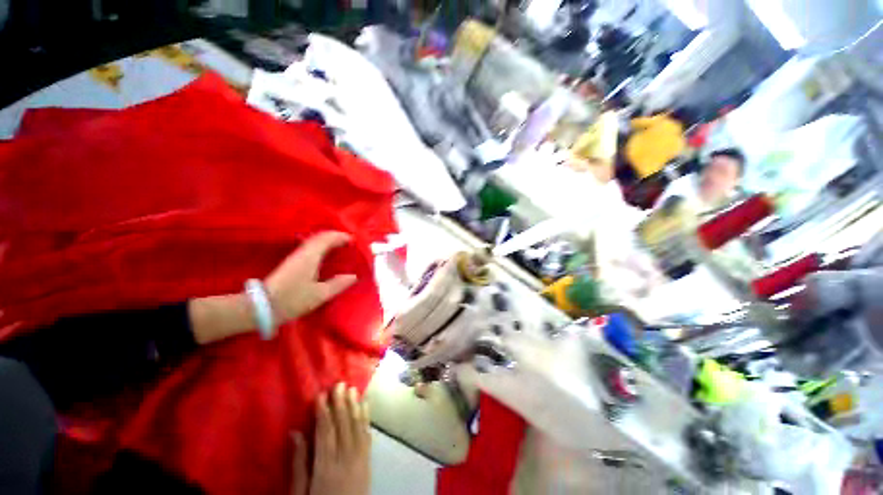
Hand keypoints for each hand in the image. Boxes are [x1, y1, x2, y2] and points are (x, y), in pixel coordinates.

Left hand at [265, 232, 357, 324]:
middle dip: (335, 237)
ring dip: (328, 241)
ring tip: (340, 246)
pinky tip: (325, 254)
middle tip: (349, 242)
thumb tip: (353, 276)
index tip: (353, 240)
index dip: (341, 236)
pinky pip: (310, 247)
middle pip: (320, 237)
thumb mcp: (320, 294)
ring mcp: (295, 257)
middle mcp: (303, 252)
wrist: (262, 307)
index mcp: (311, 256)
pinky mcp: (291, 263)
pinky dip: (321, 246)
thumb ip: (338, 284)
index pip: (327, 238)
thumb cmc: (293, 299)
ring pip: (314, 241)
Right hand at [291, 383, 371, 494]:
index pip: (325, 432)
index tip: (321, 394)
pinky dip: (366, 418)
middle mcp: (345, 459)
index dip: (323, 411)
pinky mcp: (368, 462)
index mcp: (325, 467)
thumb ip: (298, 464)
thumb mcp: (299, 494)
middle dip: (341, 403)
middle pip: (343, 425)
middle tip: (339, 384)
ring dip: (355, 406)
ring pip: (357, 426)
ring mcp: (360, 459)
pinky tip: (365, 406)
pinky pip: (367, 436)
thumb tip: (295, 432)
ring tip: (353, 389)